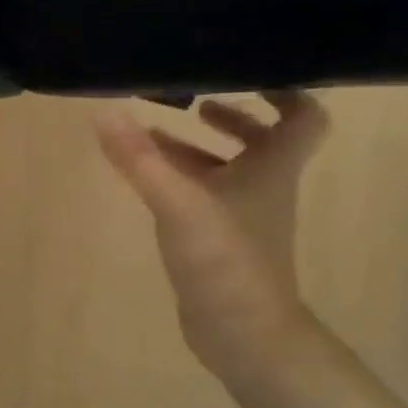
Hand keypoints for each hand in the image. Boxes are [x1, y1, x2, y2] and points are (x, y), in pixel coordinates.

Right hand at [95, 92, 327, 375]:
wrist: (242, 334)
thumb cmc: (225, 260)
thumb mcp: (179, 202)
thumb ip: (140, 158)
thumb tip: (104, 112)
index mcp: (273, 168)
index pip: (303, 116)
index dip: (284, 90)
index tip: (247, 72)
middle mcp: (265, 187)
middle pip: (262, 141)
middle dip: (231, 118)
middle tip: (194, 100)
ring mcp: (243, 218)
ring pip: (227, 171)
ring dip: (197, 150)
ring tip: (154, 135)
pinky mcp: (221, 243)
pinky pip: (205, 199)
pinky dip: (182, 182)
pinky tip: (149, 181)